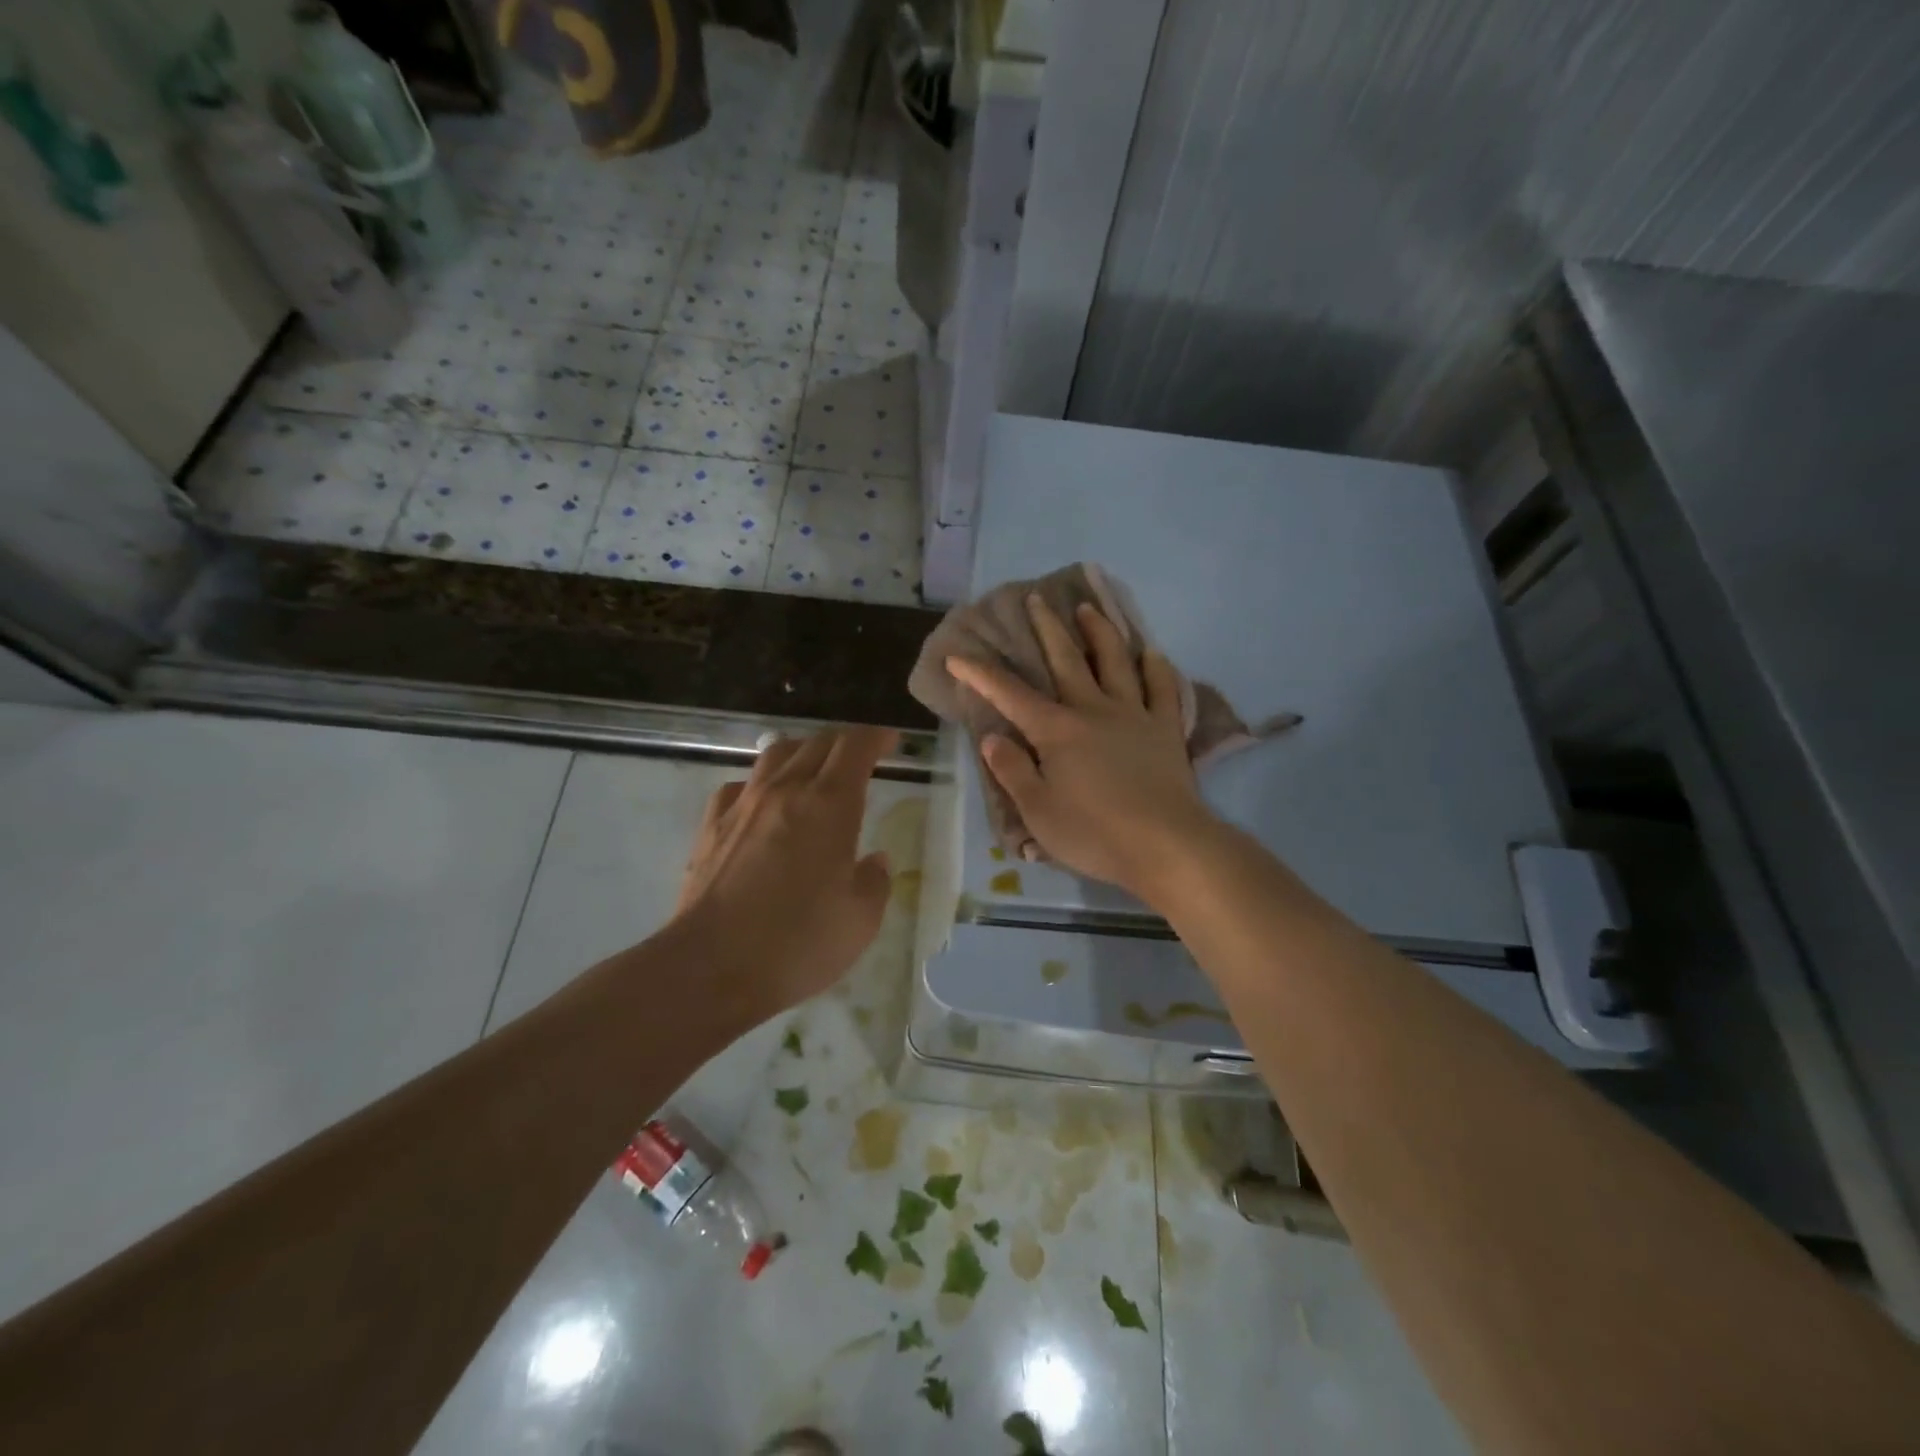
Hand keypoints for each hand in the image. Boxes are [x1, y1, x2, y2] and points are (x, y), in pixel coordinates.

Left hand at [673, 725, 897, 1024]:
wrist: (712, 966)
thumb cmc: (798, 942)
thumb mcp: (860, 920)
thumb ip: (874, 882)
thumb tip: (874, 861)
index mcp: (830, 804)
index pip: (855, 746)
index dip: (876, 737)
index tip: (891, 743)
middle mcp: (786, 791)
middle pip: (817, 743)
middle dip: (844, 743)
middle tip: (861, 758)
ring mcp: (743, 805)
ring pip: (775, 755)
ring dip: (802, 752)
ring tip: (813, 768)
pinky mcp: (711, 827)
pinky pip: (740, 786)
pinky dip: (760, 784)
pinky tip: (763, 804)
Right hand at [946, 596, 1220, 903]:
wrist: (1165, 845)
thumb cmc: (1094, 832)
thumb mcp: (1037, 810)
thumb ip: (1012, 770)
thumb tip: (992, 738)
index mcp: (1056, 730)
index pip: (1010, 695)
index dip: (981, 674)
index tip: (958, 655)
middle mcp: (1093, 710)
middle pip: (1067, 660)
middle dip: (1048, 628)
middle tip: (1038, 599)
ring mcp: (1134, 715)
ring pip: (1116, 662)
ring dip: (1100, 632)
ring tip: (1090, 609)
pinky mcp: (1166, 730)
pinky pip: (1163, 689)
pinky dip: (1156, 668)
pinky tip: (1152, 653)